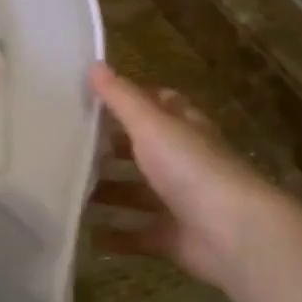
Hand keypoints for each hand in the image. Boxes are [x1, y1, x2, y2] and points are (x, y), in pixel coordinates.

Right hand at [87, 63, 283, 294]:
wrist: (232, 233)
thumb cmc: (191, 167)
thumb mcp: (151, 125)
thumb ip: (121, 98)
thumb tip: (94, 64)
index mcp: (183, 128)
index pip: (159, 105)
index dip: (131, 100)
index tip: (93, 100)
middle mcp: (184, 161)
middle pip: (144, 150)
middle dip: (111, 149)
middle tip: (69, 147)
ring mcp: (180, 201)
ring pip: (137, 193)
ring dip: (108, 193)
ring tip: (69, 190)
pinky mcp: (174, 237)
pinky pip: (139, 235)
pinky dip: (116, 236)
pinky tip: (88, 234)